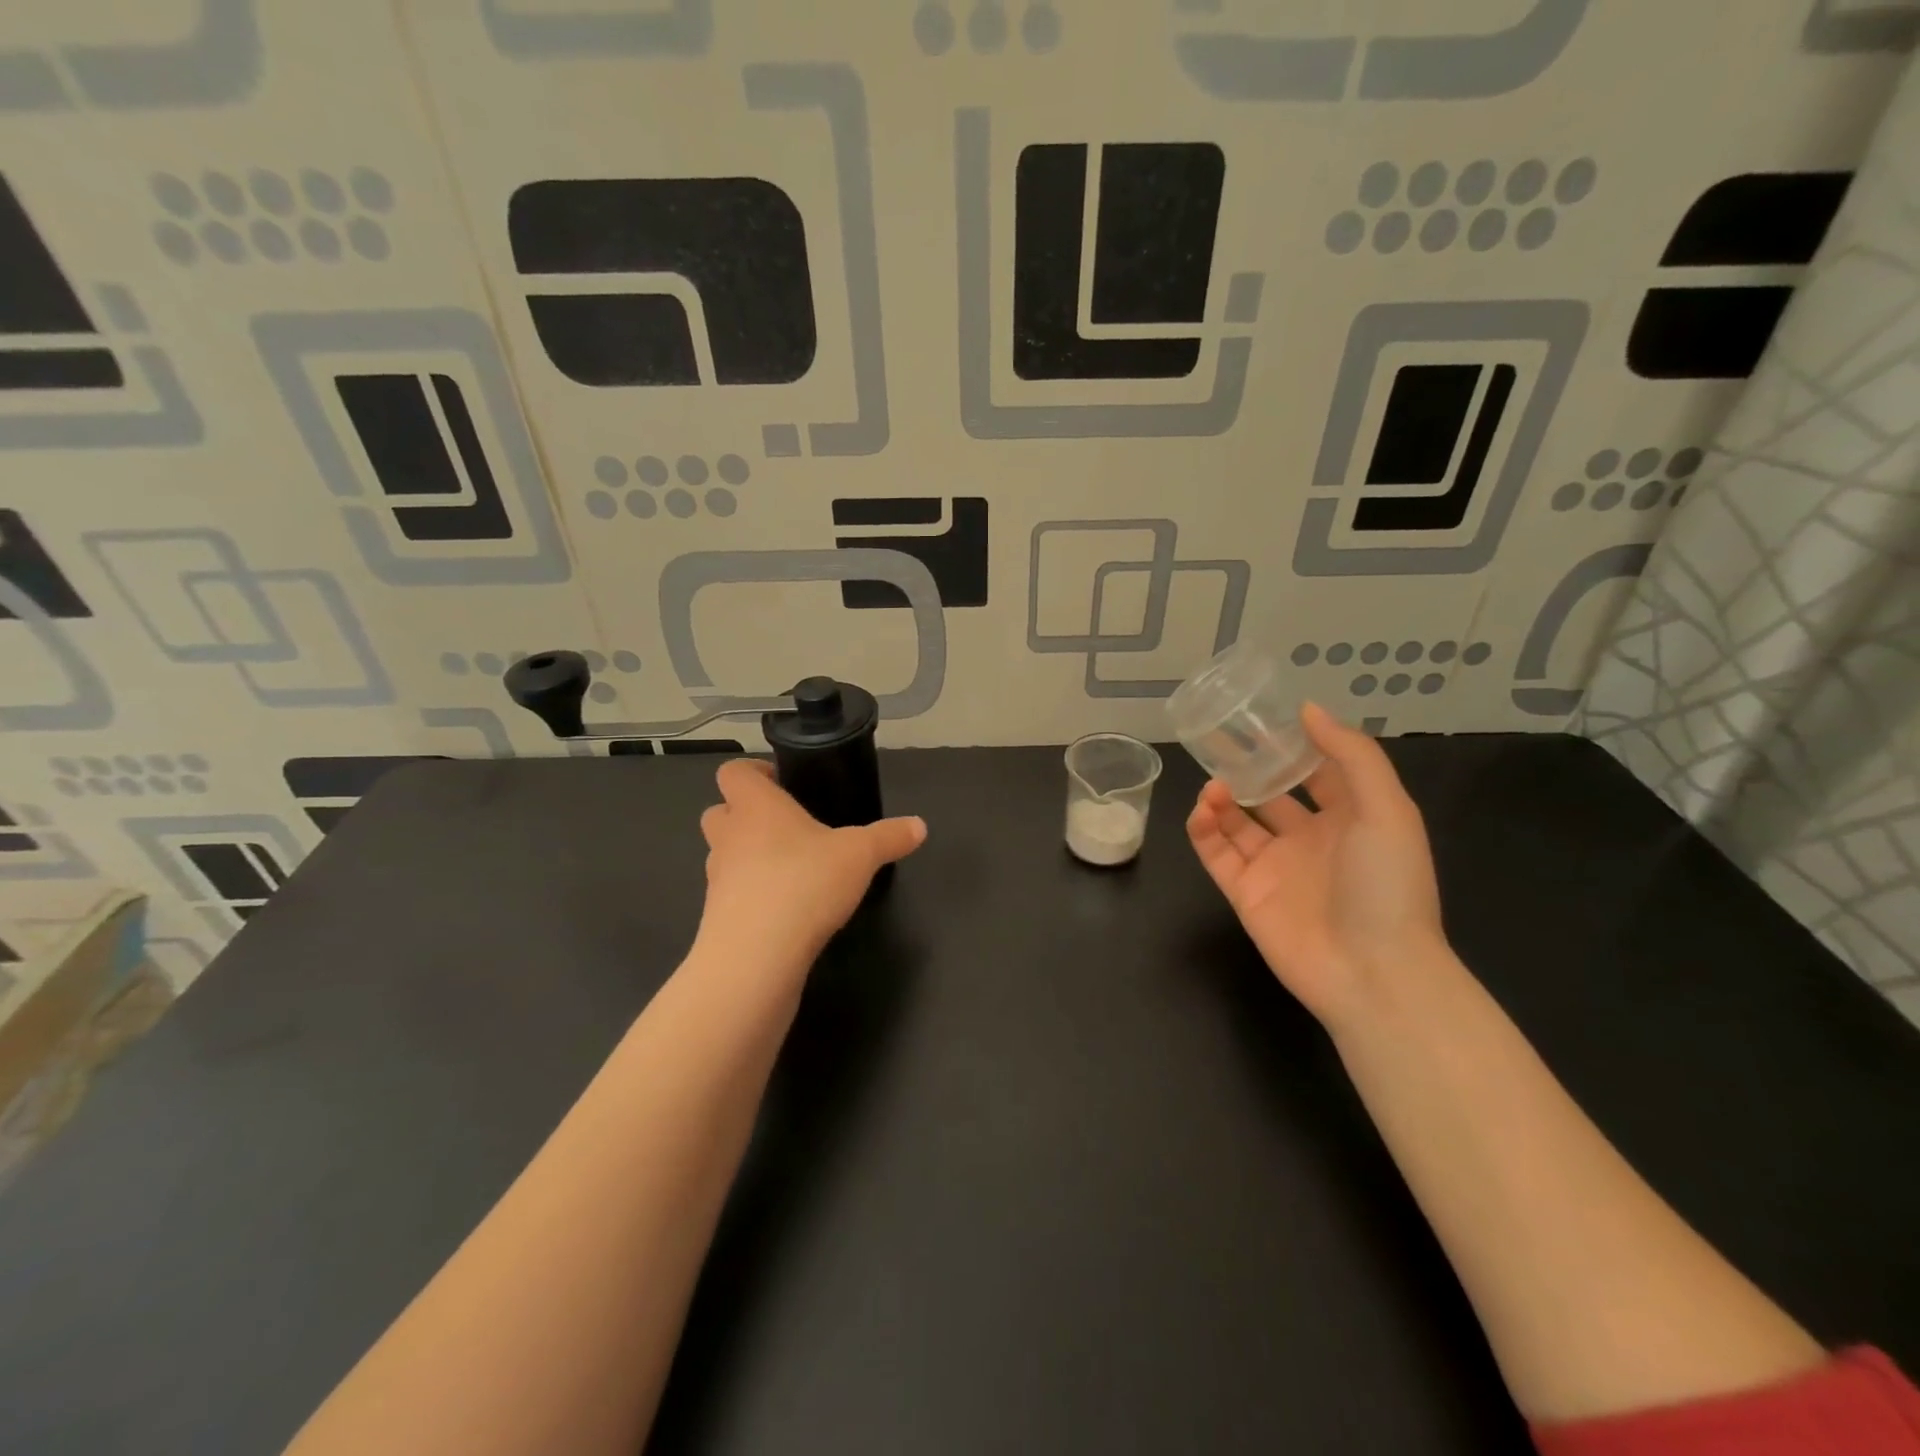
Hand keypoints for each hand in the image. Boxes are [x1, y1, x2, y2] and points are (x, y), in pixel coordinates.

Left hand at [696, 759, 925, 969]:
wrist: (755, 957)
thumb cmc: (804, 883)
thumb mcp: (860, 855)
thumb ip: (889, 837)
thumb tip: (919, 825)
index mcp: (756, 807)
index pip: (734, 772)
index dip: (753, 771)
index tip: (782, 781)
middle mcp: (729, 836)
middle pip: (720, 810)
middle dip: (745, 814)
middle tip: (785, 824)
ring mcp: (717, 878)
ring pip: (724, 854)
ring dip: (748, 855)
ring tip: (790, 868)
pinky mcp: (717, 917)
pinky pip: (732, 894)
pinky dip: (753, 894)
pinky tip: (786, 908)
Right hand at [1186, 703, 1444, 1027]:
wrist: (1373, 972)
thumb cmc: (1387, 884)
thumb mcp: (1387, 809)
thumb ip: (1351, 755)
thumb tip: (1308, 709)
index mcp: (1350, 819)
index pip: (1317, 773)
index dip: (1293, 746)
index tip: (1262, 718)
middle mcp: (1309, 840)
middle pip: (1270, 795)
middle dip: (1247, 769)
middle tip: (1217, 740)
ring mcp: (1274, 868)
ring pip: (1237, 823)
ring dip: (1223, 799)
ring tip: (1214, 784)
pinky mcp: (1244, 893)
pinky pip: (1216, 854)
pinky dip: (1204, 830)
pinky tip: (1203, 810)